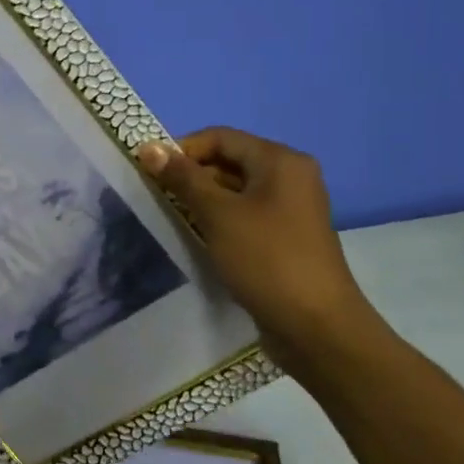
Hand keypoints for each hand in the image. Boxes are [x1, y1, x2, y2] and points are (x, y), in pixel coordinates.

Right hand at [137, 127, 382, 371]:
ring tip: (171, 218)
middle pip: (228, 161)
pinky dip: (218, 220)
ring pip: (234, 191)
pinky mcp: (284, 237)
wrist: (315, 326)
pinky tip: (197, 237)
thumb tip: (148, 147)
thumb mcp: (218, 214)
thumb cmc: (266, 259)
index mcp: (280, 161)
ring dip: (201, 200)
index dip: (182, 149)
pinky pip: (244, 215)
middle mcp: (289, 177)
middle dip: (190, 175)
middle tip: (156, 197)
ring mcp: (289, 209)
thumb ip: (183, 178)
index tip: (149, 172)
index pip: (220, 137)